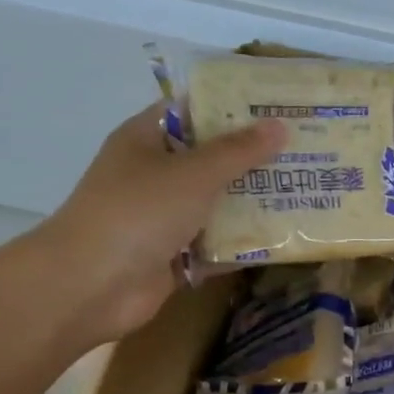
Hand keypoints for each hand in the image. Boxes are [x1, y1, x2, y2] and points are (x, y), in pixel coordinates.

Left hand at [26, 103, 285, 344]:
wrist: (90, 286)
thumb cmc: (138, 212)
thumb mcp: (194, 172)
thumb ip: (240, 150)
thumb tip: (281, 125)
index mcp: (146, 140)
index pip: (192, 111)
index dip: (231, 106)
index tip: (276, 106)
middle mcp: (153, 174)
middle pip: (209, 158)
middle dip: (253, 157)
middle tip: (303, 150)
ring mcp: (161, 217)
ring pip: (215, 202)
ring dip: (252, 201)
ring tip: (304, 190)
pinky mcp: (172, 255)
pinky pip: (215, 243)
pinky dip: (242, 242)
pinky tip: (283, 237)